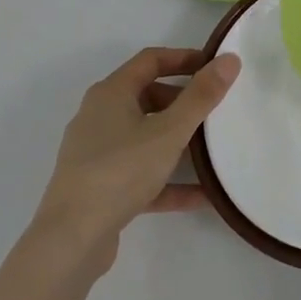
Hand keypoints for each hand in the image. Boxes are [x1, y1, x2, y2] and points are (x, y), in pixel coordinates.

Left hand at [31, 48, 240, 272]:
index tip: (214, 67)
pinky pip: (141, 173)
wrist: (70, 241)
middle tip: (215, 110)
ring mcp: (96, 154)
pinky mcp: (99, 187)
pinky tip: (200, 196)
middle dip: (183, 102)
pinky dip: (167, 179)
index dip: (184, 58)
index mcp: (111, 94)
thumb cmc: (120, 171)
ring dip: (178, 142)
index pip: (150, 60)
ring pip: (145, 137)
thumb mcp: (170, 131)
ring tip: (212, 150)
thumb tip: (229, 59)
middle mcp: (99, 117)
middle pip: (148, 97)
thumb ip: (201, 96)